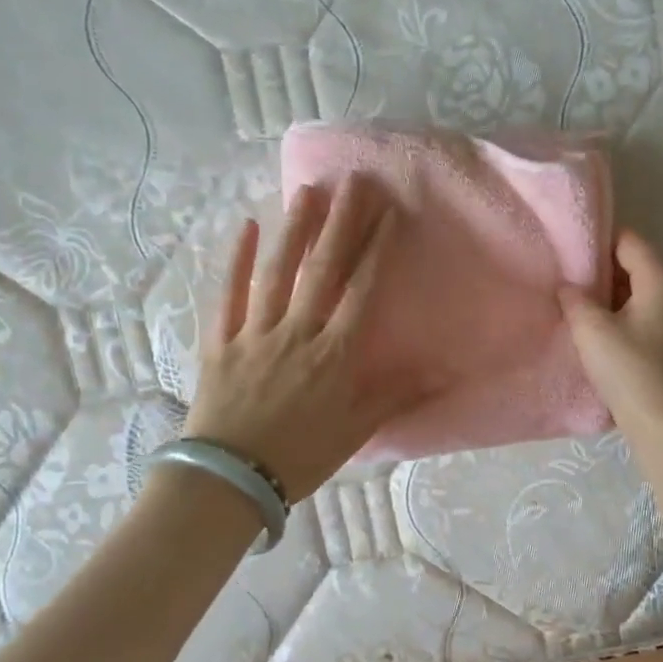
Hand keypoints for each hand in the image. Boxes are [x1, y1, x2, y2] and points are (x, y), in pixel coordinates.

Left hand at [184, 174, 413, 501]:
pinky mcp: (219, 341)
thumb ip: (396, 396)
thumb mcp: (356, 431)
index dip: (376, 250)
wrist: (231, 479)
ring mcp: (254, 333)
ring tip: (308, 191)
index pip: (360, 291)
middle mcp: (296, 333)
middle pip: (322, 270)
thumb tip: (443, 371)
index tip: (388, 213)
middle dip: (341, 223)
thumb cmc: (300, 457)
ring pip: (276, 273)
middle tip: (354, 182)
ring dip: (294, 229)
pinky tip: (246, 226)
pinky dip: (236, 260)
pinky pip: (227, 294)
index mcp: (334, 355)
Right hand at [559, 229, 662, 440]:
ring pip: (635, 292)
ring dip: (606, 295)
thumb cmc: (630, 370)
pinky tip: (593, 330)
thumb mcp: (592, 330)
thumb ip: (575, 300)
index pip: (628, 240)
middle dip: (599, 269)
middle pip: (633, 264)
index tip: (567, 249)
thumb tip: (568, 286)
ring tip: (573, 302)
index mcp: (660, 279)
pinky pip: (639, 314)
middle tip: (564, 277)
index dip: (597, 240)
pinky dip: (617, 314)